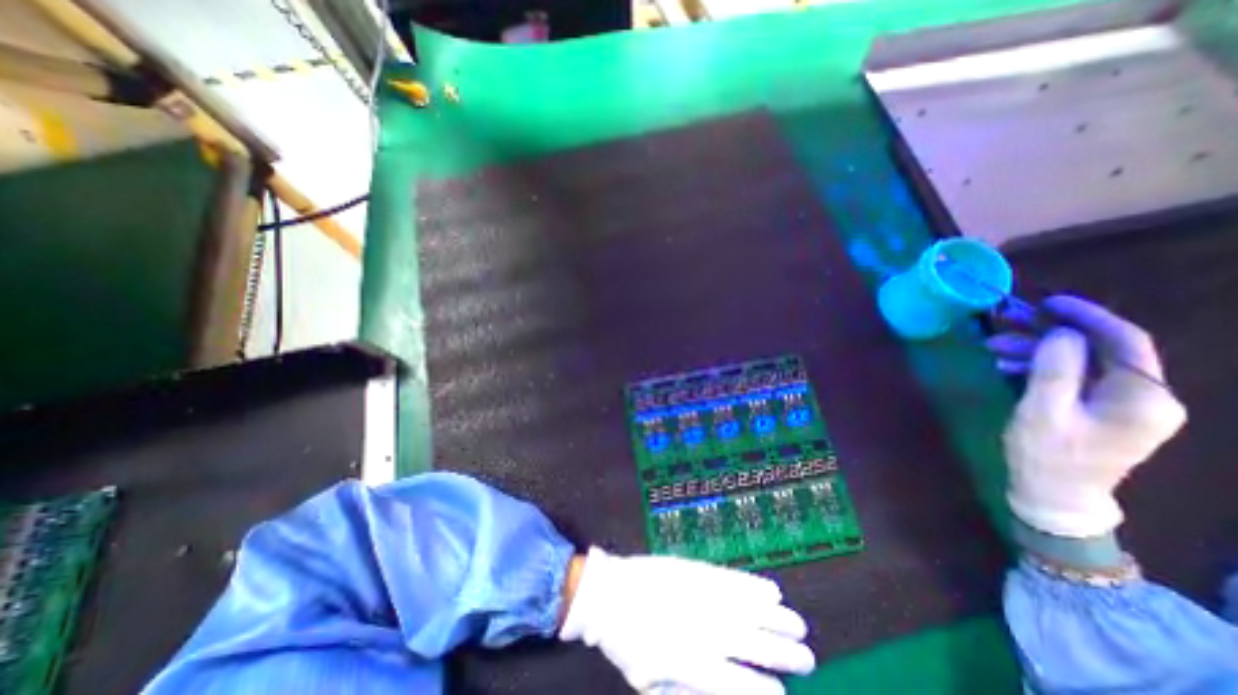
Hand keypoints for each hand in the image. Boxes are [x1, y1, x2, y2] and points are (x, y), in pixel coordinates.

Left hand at [560, 549, 814, 694]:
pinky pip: (730, 579)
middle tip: (807, 658)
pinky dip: (753, 586)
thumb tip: (724, 693)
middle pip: (753, 645)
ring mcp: (700, 595)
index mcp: (691, 664)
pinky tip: (771, 591)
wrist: (607, 593)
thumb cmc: (626, 642)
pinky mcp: (695, 570)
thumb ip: (686, 692)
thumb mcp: (651, 683)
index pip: (740, 685)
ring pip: (748, 610)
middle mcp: (703, 630)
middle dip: (784, 654)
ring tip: (799, 626)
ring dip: (777, 619)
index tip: (783, 692)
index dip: (765, 690)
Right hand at [989, 294, 1187, 536]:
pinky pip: (1074, 377)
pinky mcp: (1103, 410)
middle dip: (1049, 334)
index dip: (1086, 316)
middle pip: (1100, 349)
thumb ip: (1054, 369)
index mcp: (1143, 397)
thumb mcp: (1042, 411)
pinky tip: (1008, 368)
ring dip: (1037, 351)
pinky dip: (1041, 367)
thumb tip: (1060, 332)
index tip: (1046, 303)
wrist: (1052, 493)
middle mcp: (1146, 397)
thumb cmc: (1046, 454)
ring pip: (1082, 362)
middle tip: (1004, 325)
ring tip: (993, 349)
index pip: (1124, 341)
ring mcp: (1125, 404)